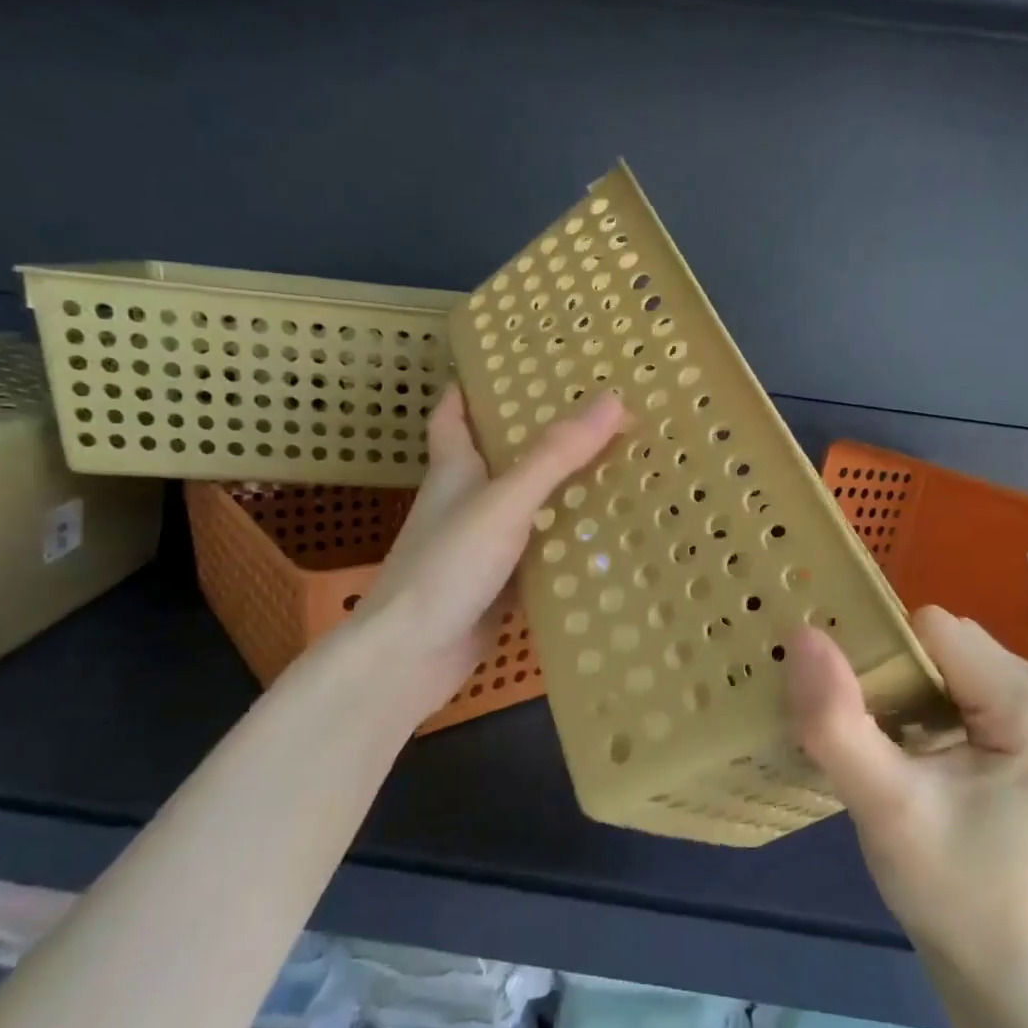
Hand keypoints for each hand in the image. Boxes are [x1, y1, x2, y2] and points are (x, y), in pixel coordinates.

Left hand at [304, 385, 624, 722]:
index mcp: (455, 470)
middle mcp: (466, 502)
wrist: (410, 658)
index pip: (453, 414)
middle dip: (540, 437)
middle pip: (501, 457)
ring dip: (561, 490)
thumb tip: (613, 401)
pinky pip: (539, 553)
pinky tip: (604, 538)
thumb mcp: (505, 502)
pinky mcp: (498, 585)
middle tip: (596, 417)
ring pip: (526, 506)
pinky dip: (566, 543)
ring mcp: (481, 546)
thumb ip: (555, 455)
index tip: (511, 368)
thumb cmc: (447, 566)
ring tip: (616, 469)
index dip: (473, 387)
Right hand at [785, 606, 1027, 965]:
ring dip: (903, 680)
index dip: (884, 662)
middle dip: (894, 672)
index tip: (867, 717)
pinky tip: (913, 735)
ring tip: (892, 737)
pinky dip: (919, 688)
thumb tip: (803, 634)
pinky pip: (951, 662)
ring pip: (939, 645)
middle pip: (938, 636)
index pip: (932, 632)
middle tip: (878, 734)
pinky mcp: (1026, 703)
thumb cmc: (939, 879)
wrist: (983, 935)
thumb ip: (838, 723)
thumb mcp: (879, 805)